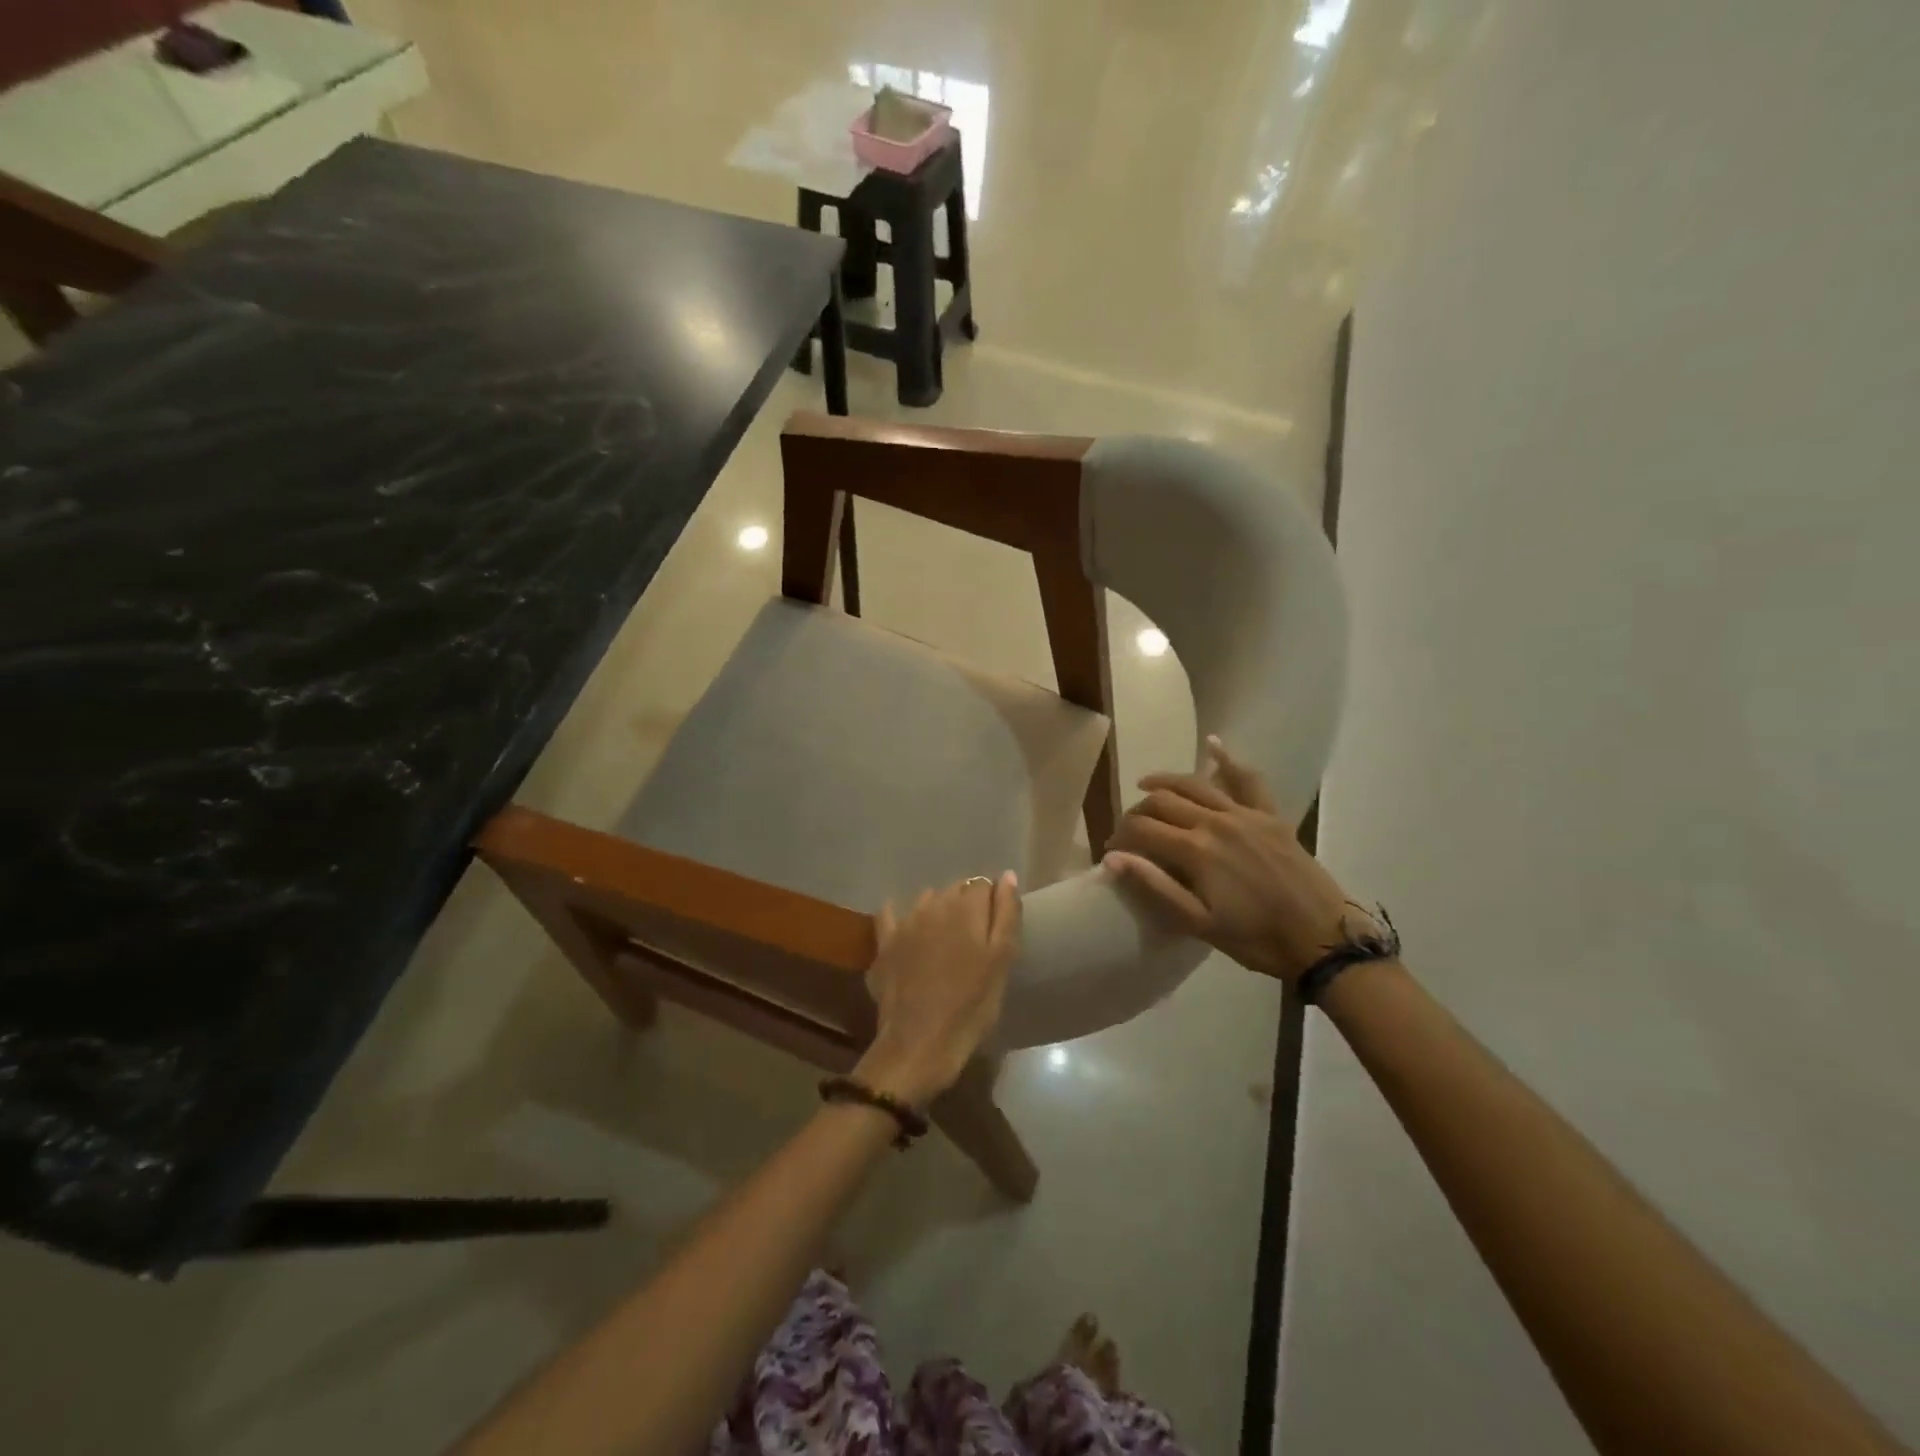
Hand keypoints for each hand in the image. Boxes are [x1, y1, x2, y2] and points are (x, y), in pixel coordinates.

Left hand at [854, 872, 1021, 1107]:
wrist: (920, 1043)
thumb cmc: (971, 1006)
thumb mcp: (1002, 961)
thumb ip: (1007, 914)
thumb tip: (1007, 876)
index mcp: (966, 907)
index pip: (984, 885)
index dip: (992, 904)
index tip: (995, 930)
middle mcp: (933, 904)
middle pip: (955, 890)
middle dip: (966, 906)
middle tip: (974, 940)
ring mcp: (905, 921)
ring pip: (927, 900)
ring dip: (938, 911)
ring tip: (946, 941)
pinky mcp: (884, 942)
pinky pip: (891, 914)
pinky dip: (901, 917)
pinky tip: (908, 932)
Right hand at [1104, 737, 1368, 984]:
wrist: (1321, 937)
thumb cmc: (1255, 938)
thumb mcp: (1198, 922)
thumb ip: (1154, 886)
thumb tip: (1112, 858)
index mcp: (1194, 850)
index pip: (1143, 828)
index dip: (1121, 836)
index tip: (1113, 850)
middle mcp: (1215, 821)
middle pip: (1163, 800)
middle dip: (1138, 811)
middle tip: (1131, 829)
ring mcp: (1245, 813)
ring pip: (1195, 784)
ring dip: (1166, 781)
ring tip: (1146, 785)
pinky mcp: (1270, 815)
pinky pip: (1248, 779)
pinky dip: (1227, 760)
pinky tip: (1212, 744)